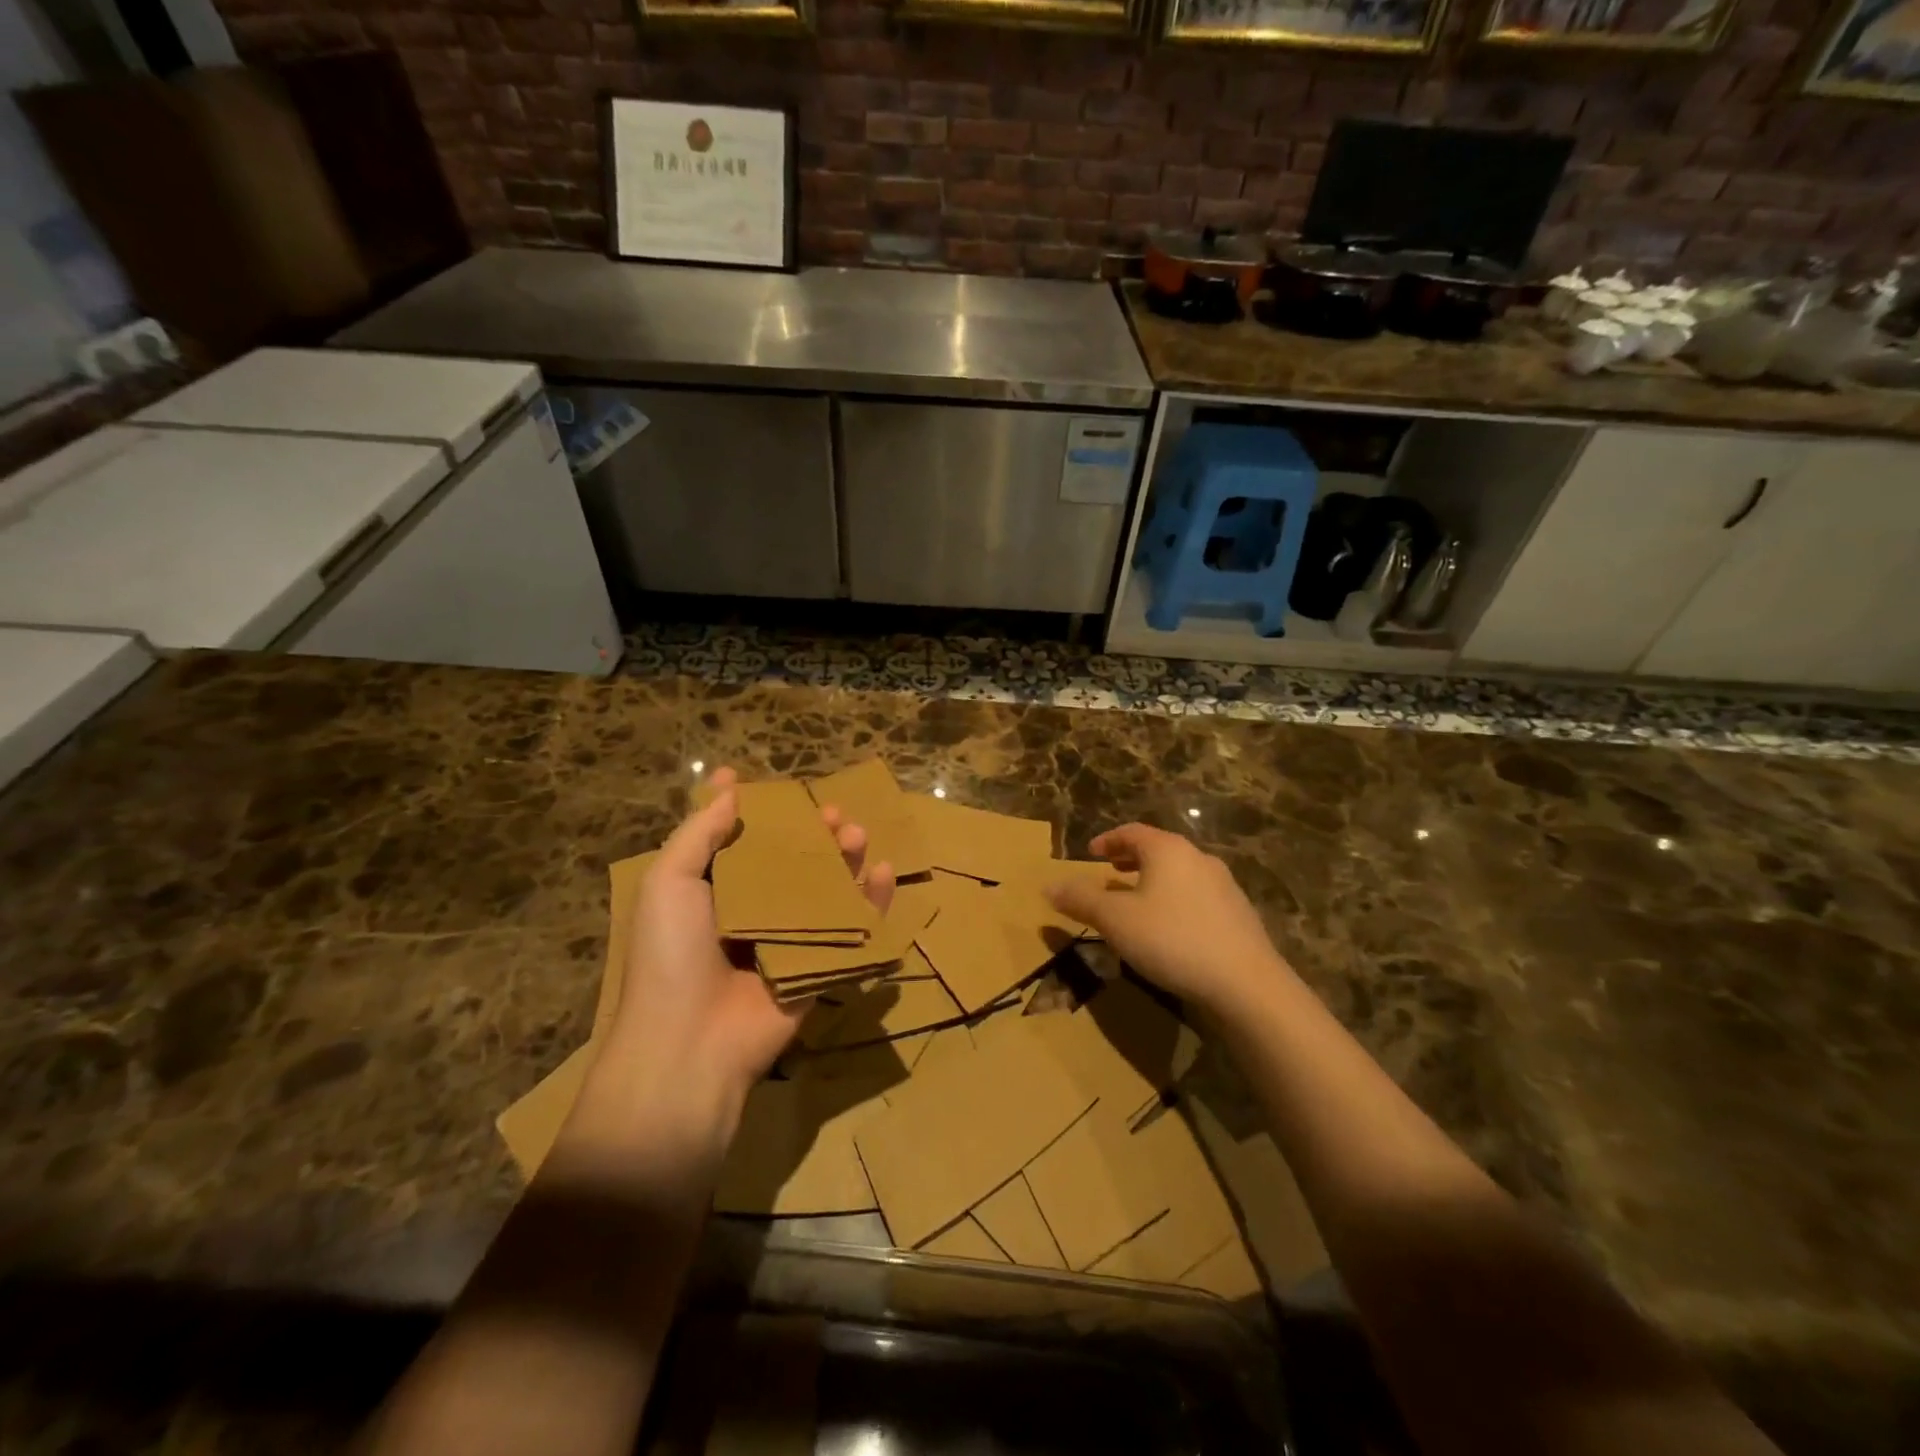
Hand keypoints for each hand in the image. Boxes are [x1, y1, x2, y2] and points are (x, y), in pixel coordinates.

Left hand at [565, 768, 894, 1172]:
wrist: (690, 1045)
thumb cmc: (671, 954)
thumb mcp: (668, 883)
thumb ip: (698, 833)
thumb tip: (729, 787)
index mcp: (711, 893)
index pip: (733, 841)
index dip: (744, 810)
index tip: (752, 778)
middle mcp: (752, 912)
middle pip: (789, 862)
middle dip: (810, 833)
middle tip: (831, 812)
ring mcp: (789, 941)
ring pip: (825, 890)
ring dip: (845, 859)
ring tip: (857, 833)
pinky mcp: (819, 968)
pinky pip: (853, 930)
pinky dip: (873, 901)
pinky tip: (883, 872)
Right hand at [1047, 824, 1289, 1017]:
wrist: (1246, 984)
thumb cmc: (1172, 940)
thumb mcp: (1115, 921)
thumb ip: (1081, 900)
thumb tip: (1049, 886)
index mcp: (1168, 850)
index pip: (1132, 832)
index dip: (1108, 840)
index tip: (1091, 853)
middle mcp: (1199, 858)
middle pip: (1158, 850)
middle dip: (1131, 859)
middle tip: (1110, 872)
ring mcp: (1224, 885)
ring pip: (1179, 874)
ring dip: (1154, 881)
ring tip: (1137, 902)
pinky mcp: (1239, 914)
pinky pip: (1197, 896)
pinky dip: (1175, 900)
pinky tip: (1170, 929)